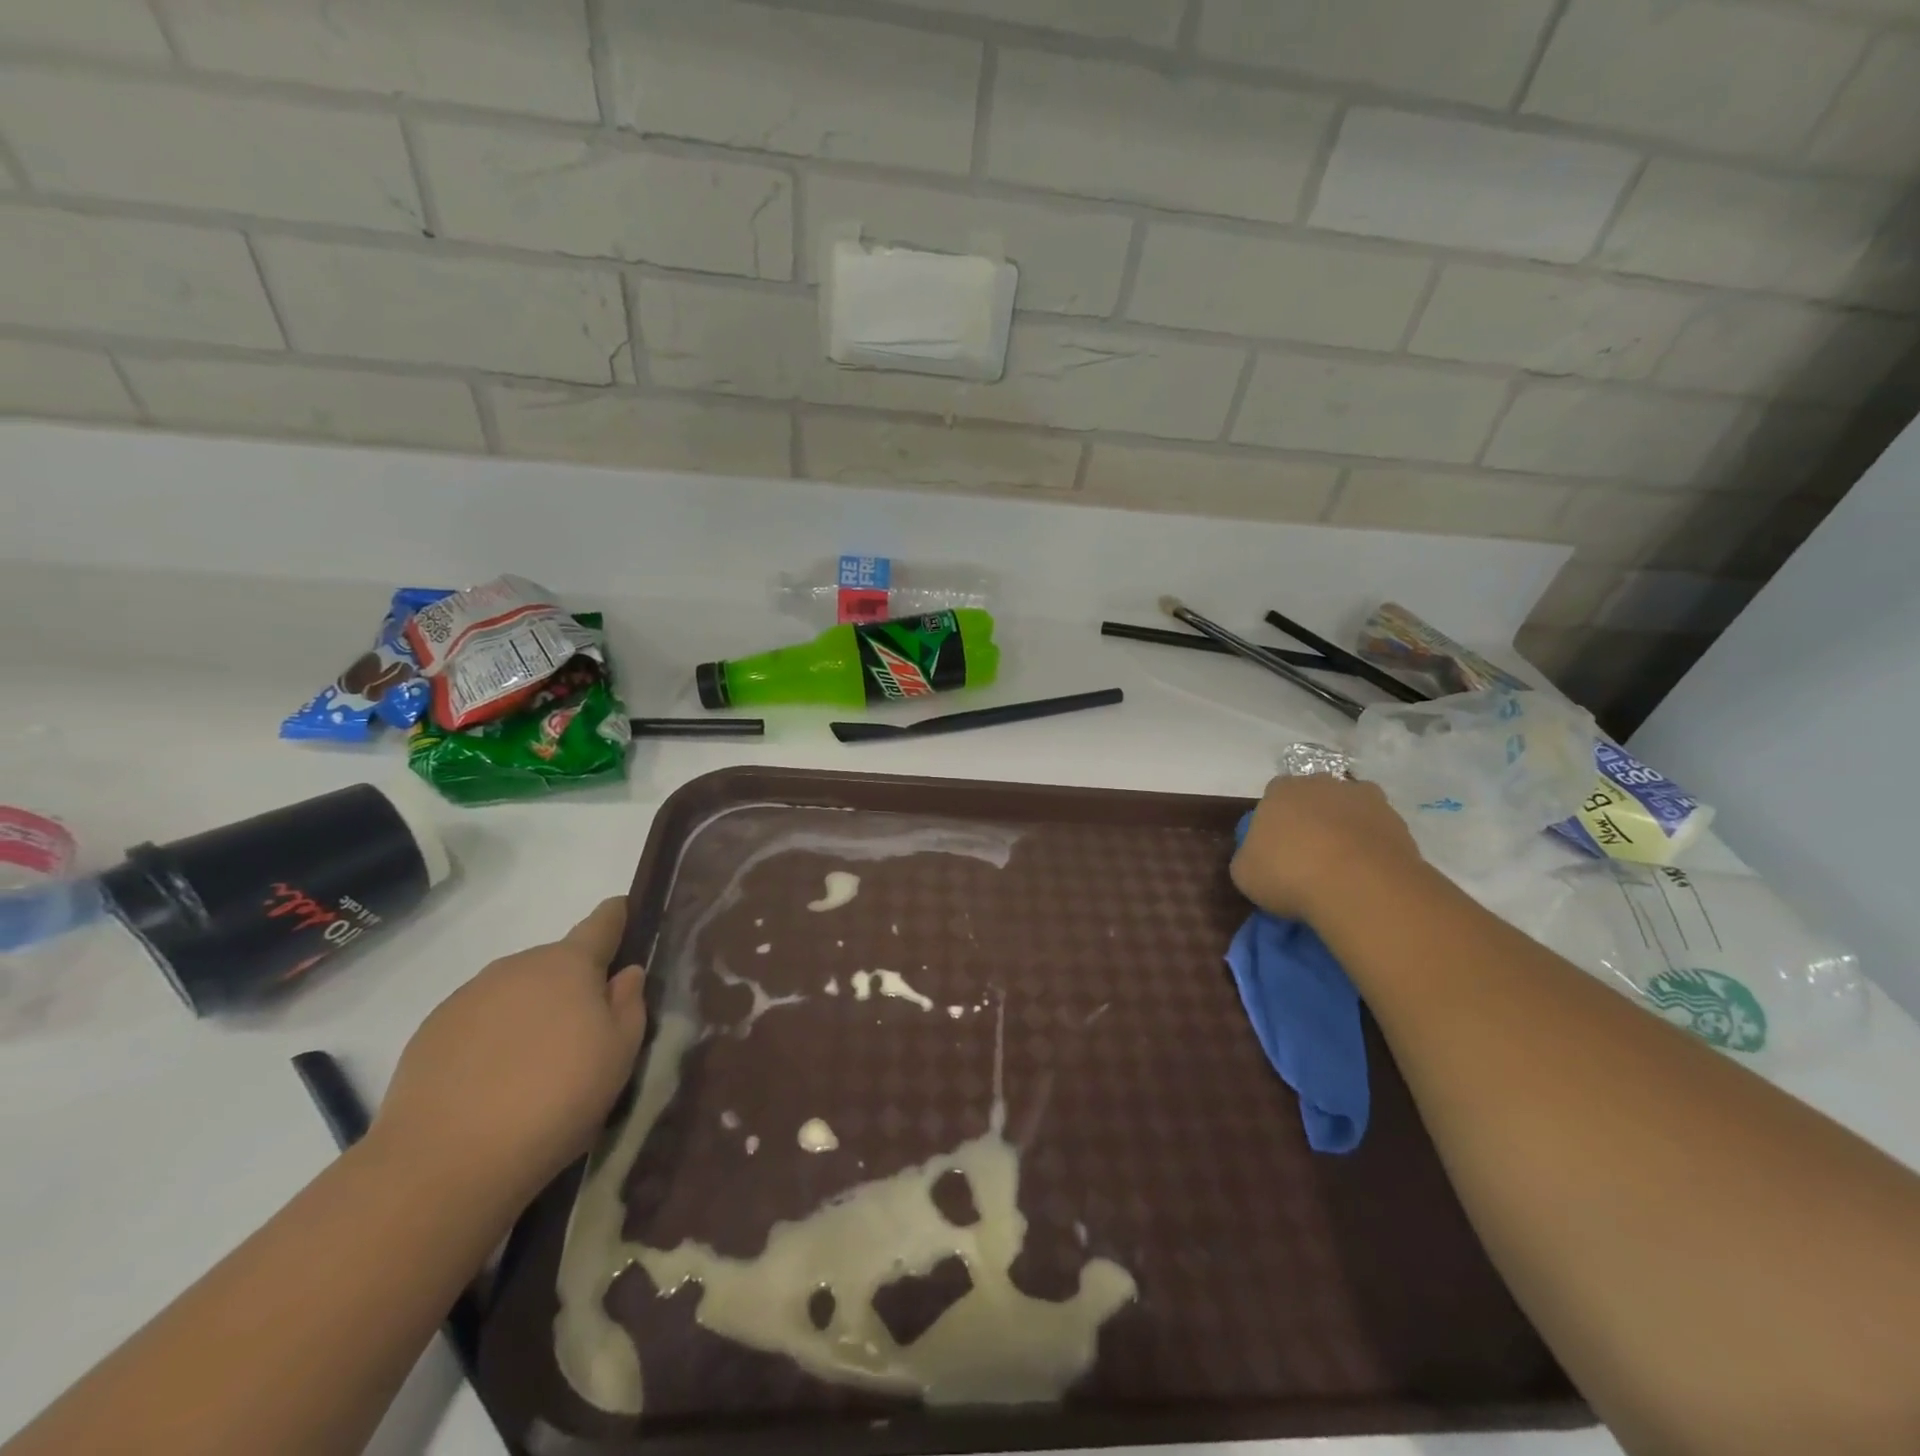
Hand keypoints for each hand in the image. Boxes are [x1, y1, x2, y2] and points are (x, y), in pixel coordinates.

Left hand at [373, 898, 647, 1204]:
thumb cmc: (555, 1098)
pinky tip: (495, 1082)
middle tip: (584, 1030)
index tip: (624, 911)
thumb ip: (629, 1004)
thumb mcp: (619, 1054)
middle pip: (556, 963)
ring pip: (515, 992)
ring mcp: (467, 997)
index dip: (617, 916)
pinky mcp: (430, 1033)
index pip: (601, 923)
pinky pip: (478, 1021)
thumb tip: (625, 974)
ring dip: (531, 1011)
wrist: (444, 1162)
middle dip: (573, 983)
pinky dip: (493, 1038)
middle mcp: (516, 967)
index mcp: (568, 964)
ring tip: (536, 1064)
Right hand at [1231, 776, 1422, 920]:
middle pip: (1315, 798)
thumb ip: (1248, 857)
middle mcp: (1323, 784)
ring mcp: (1365, 799)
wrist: (1359, 885)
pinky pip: (1378, 832)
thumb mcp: (1244, 873)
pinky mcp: (1398, 822)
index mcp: (1281, 790)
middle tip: (1308, 856)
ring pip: (1349, 811)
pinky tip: (1367, 875)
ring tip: (1342, 868)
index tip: (1275, 848)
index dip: (1275, 821)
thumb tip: (1258, 858)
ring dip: (1345, 831)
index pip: (1274, 796)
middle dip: (1312, 820)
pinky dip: (1373, 848)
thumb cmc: (1289, 873)